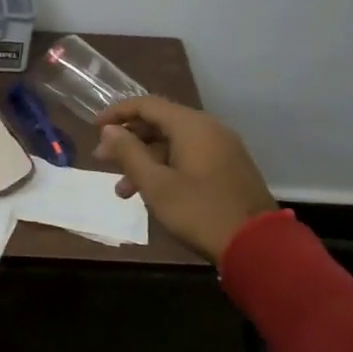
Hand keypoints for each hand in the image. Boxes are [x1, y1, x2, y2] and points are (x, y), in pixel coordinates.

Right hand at [93, 97, 274, 265]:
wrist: (258, 246)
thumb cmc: (200, 211)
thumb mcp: (156, 185)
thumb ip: (130, 153)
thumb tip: (109, 130)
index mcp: (191, 125)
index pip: (146, 104)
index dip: (117, 113)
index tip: (94, 128)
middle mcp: (209, 128)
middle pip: (160, 123)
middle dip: (129, 141)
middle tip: (103, 160)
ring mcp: (223, 148)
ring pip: (174, 144)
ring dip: (145, 161)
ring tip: (123, 191)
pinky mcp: (229, 168)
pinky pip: (190, 157)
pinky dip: (166, 168)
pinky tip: (152, 193)